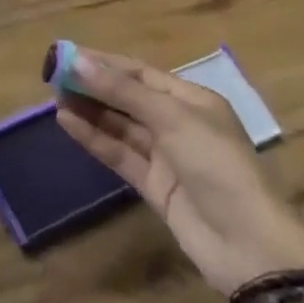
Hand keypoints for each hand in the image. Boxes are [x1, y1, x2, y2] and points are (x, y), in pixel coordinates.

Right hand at [56, 49, 303, 295]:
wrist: (251, 247)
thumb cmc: (218, 167)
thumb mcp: (172, 119)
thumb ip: (123, 92)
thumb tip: (78, 61)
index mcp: (192, 100)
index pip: (140, 73)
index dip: (103, 63)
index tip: (66, 55)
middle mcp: (178, 123)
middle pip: (128, 98)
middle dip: (93, 86)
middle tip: (52, 76)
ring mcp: (166, 156)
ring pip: (120, 125)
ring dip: (89, 110)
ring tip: (54, 97)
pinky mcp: (154, 185)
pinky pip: (118, 154)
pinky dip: (94, 138)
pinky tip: (67, 123)